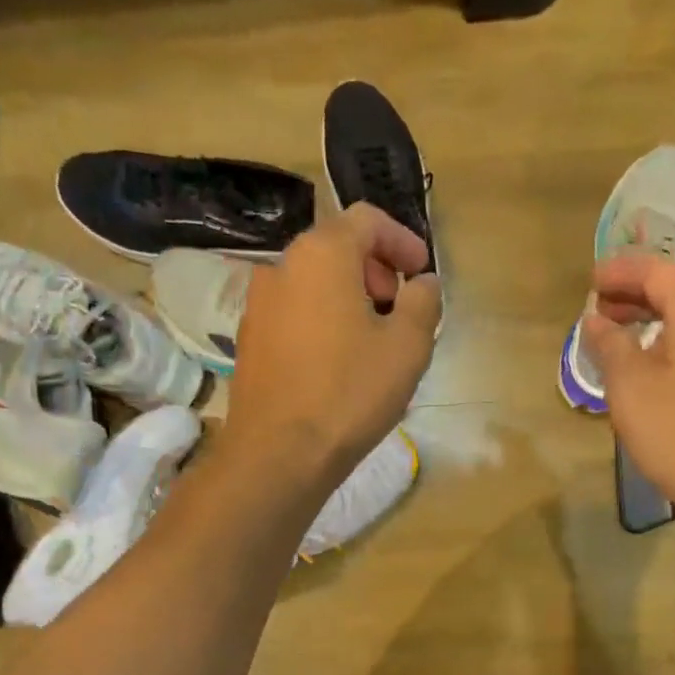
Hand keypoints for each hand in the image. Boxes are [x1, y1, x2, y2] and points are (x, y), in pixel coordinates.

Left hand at [224, 202, 440, 488]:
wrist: (279, 453)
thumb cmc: (350, 393)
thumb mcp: (407, 347)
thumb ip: (423, 302)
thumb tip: (424, 283)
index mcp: (322, 254)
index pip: (367, 220)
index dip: (402, 240)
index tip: (422, 273)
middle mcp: (282, 266)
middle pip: (336, 248)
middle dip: (375, 270)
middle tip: (399, 308)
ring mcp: (258, 305)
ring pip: (313, 283)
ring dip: (348, 298)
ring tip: (373, 340)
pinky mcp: (249, 340)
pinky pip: (295, 314)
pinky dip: (323, 321)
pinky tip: (338, 363)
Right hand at [584, 254, 674, 564]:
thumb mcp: (631, 389)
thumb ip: (610, 346)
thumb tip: (596, 319)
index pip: (658, 273)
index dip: (622, 272)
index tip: (591, 280)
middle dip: (636, 299)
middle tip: (599, 311)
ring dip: (653, 328)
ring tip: (620, 345)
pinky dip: (672, 352)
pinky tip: (654, 378)